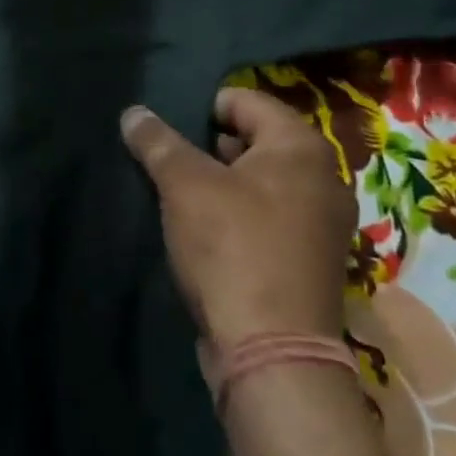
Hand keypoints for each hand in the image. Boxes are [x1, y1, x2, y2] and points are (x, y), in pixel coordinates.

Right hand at [120, 89, 355, 345]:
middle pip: (253, 139)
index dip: (200, 109)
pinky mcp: (310, 259)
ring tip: (178, 196)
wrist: (274, 354)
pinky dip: (237, 214)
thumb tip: (133, 112)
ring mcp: (321, 222)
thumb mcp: (184, 185)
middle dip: (208, 147)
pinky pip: (268, 215)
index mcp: (300, 146)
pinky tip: (205, 231)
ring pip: (258, 181)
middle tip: (168, 163)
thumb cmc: (232, 248)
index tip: (167, 132)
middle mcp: (322, 177)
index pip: (243, 100)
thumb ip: (157, 142)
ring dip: (220, 183)